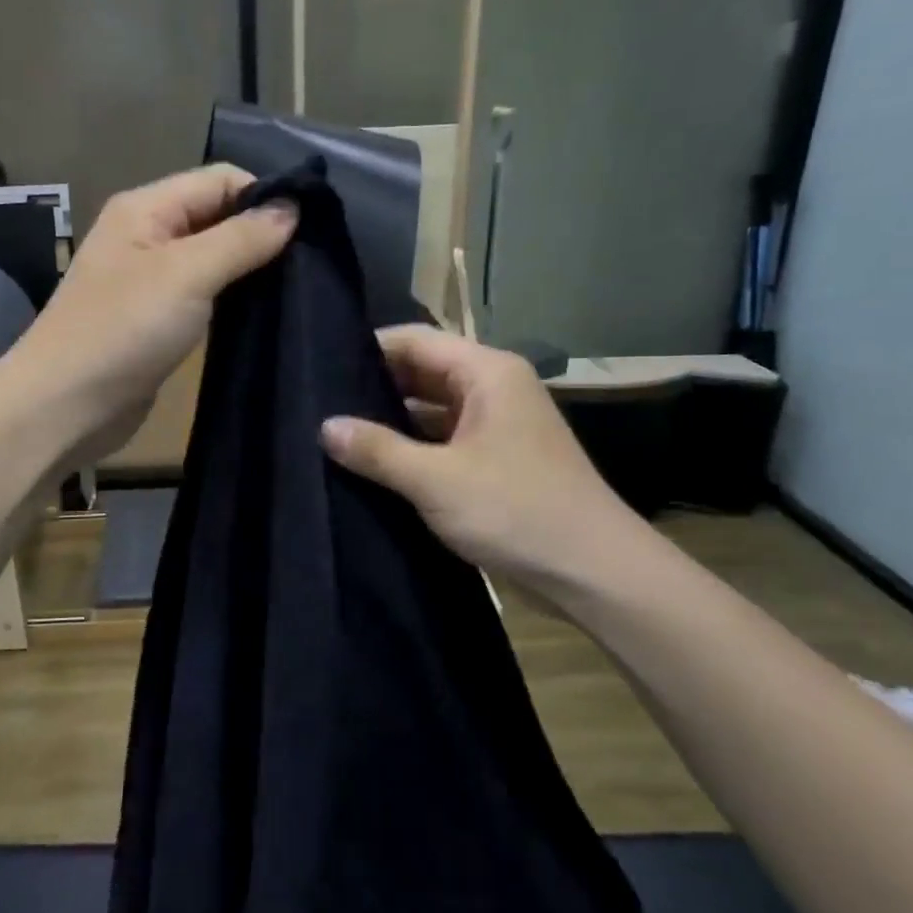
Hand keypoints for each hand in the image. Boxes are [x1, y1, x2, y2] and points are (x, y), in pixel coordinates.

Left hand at [5, 165, 296, 467]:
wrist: (64, 407)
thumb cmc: (122, 331)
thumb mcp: (186, 274)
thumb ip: (241, 238)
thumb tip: (293, 207)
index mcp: (146, 208)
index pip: (220, 180)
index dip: (264, 196)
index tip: (310, 231)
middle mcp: (147, 235)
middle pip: (217, 217)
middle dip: (261, 234)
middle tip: (310, 264)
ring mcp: (151, 281)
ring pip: (213, 259)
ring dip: (250, 270)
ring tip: (296, 288)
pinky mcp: (157, 322)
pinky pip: (204, 297)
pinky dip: (232, 300)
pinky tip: (263, 314)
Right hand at [320, 326, 641, 588]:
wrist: (594, 573)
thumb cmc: (516, 511)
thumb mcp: (436, 479)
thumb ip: (377, 450)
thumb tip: (325, 426)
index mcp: (487, 373)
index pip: (415, 340)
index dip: (368, 349)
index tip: (320, 368)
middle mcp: (493, 389)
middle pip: (422, 372)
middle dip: (374, 387)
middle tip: (318, 403)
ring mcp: (496, 425)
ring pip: (431, 409)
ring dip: (391, 421)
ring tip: (335, 432)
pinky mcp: (495, 460)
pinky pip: (443, 439)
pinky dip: (412, 447)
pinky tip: (373, 464)